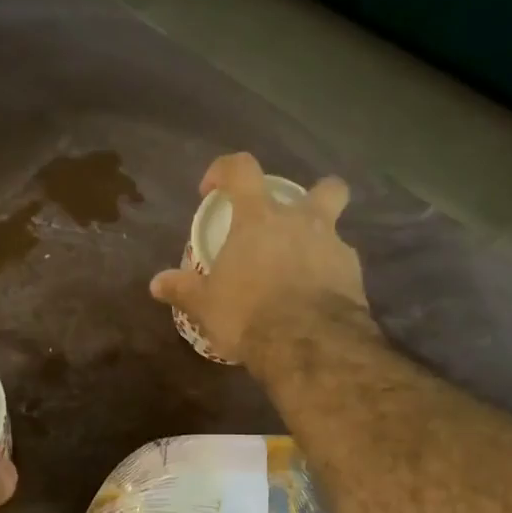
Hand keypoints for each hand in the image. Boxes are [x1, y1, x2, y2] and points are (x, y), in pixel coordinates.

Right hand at [149, 151, 368, 366]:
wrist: (307, 343)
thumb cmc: (247, 313)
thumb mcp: (205, 305)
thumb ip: (183, 289)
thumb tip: (156, 283)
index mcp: (260, 218)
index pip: (242, 169)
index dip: (224, 170)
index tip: (211, 191)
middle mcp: (303, 222)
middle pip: (323, 188)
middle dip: (313, 195)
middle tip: (292, 223)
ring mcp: (335, 247)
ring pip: (337, 230)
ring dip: (322, 243)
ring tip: (302, 272)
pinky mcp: (355, 277)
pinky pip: (343, 268)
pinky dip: (331, 278)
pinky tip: (317, 301)